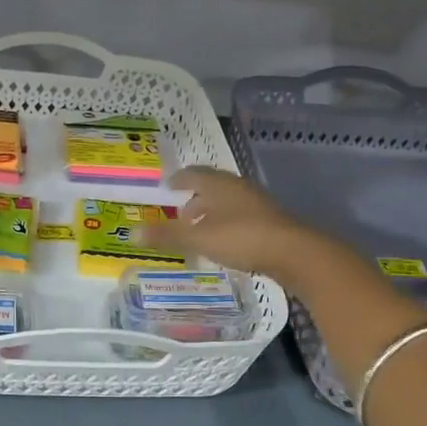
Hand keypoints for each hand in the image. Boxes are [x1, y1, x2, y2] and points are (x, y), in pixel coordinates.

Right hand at [146, 166, 334, 285]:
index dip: (179, 179)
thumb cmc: (242, 237)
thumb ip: (168, 235)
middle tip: (179, 211)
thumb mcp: (200, 238)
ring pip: (227, 202)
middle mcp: (238, 188)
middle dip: (195, 197)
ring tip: (198, 229)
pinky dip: (226, 224)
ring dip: (211, 212)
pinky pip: (240, 216)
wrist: (294, 252)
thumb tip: (132, 233)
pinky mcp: (270, 221)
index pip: (194, 173)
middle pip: (212, 187)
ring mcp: (257, 203)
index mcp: (220, 184)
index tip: (167, 185)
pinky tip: (223, 241)